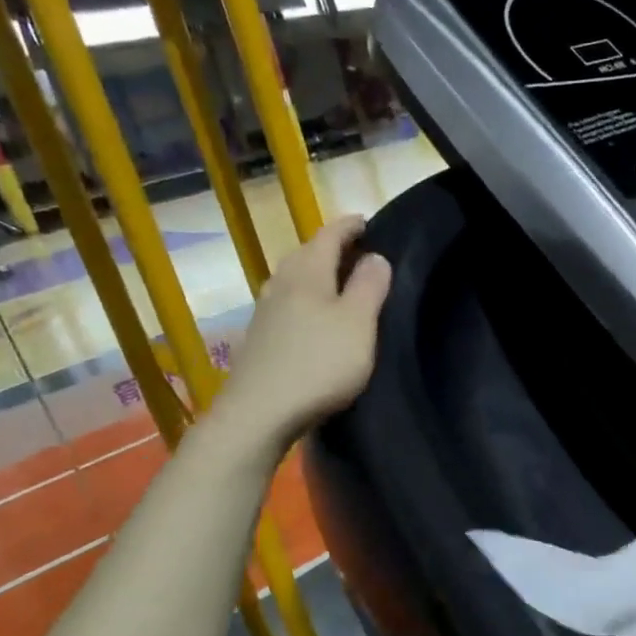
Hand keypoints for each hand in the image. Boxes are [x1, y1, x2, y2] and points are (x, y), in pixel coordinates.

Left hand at [212, 215, 391, 448]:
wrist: (259, 413)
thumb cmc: (319, 364)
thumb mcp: (358, 324)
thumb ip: (370, 287)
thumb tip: (375, 256)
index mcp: (307, 273)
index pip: (329, 235)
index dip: (349, 226)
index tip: (367, 222)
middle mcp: (281, 283)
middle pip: (307, 254)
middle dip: (331, 248)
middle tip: (358, 252)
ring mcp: (264, 312)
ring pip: (294, 280)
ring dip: (316, 275)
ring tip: (338, 283)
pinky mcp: (259, 339)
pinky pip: (286, 305)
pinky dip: (304, 300)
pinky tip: (312, 319)